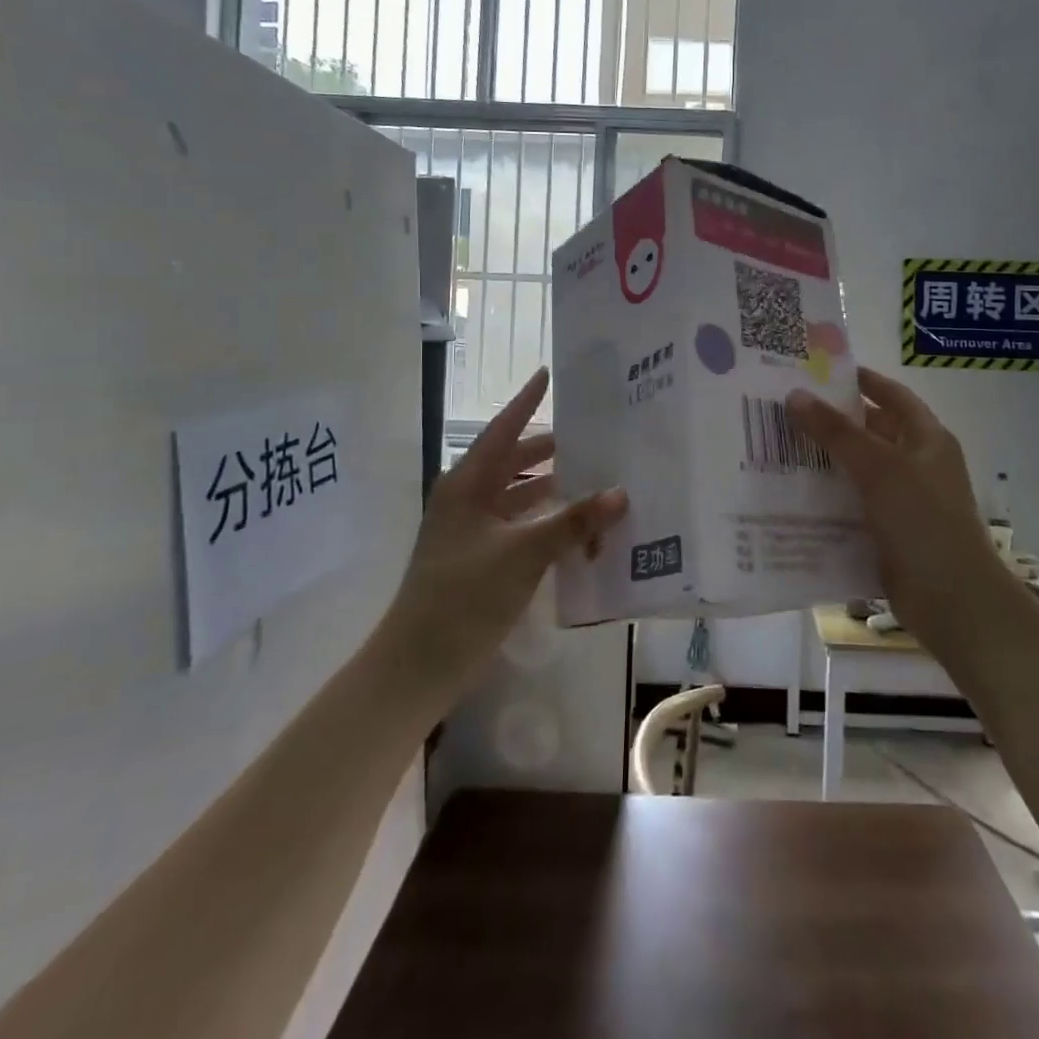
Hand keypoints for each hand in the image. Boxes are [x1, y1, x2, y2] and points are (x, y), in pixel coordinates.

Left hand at [387, 368, 626, 697]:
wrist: (418, 664)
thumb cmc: (464, 596)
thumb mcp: (523, 554)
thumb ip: (573, 522)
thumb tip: (620, 494)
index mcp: (467, 484)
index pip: (503, 429)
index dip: (527, 401)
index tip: (549, 374)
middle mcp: (467, 498)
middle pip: (514, 460)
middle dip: (550, 448)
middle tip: (593, 435)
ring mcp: (471, 530)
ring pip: (518, 495)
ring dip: (551, 487)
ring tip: (594, 477)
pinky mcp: (479, 558)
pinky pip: (519, 524)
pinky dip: (545, 520)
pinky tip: (576, 525)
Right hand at [786, 368, 1014, 657]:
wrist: (953, 600)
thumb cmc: (923, 521)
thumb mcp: (879, 468)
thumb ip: (836, 432)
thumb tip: (795, 395)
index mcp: (927, 439)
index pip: (893, 396)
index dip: (864, 381)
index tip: (823, 371)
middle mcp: (917, 464)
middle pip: (872, 432)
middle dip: (834, 421)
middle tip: (787, 409)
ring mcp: (904, 500)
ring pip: (859, 470)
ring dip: (826, 460)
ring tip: (778, 447)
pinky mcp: (889, 532)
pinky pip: (854, 504)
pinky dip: (828, 497)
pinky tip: (792, 494)